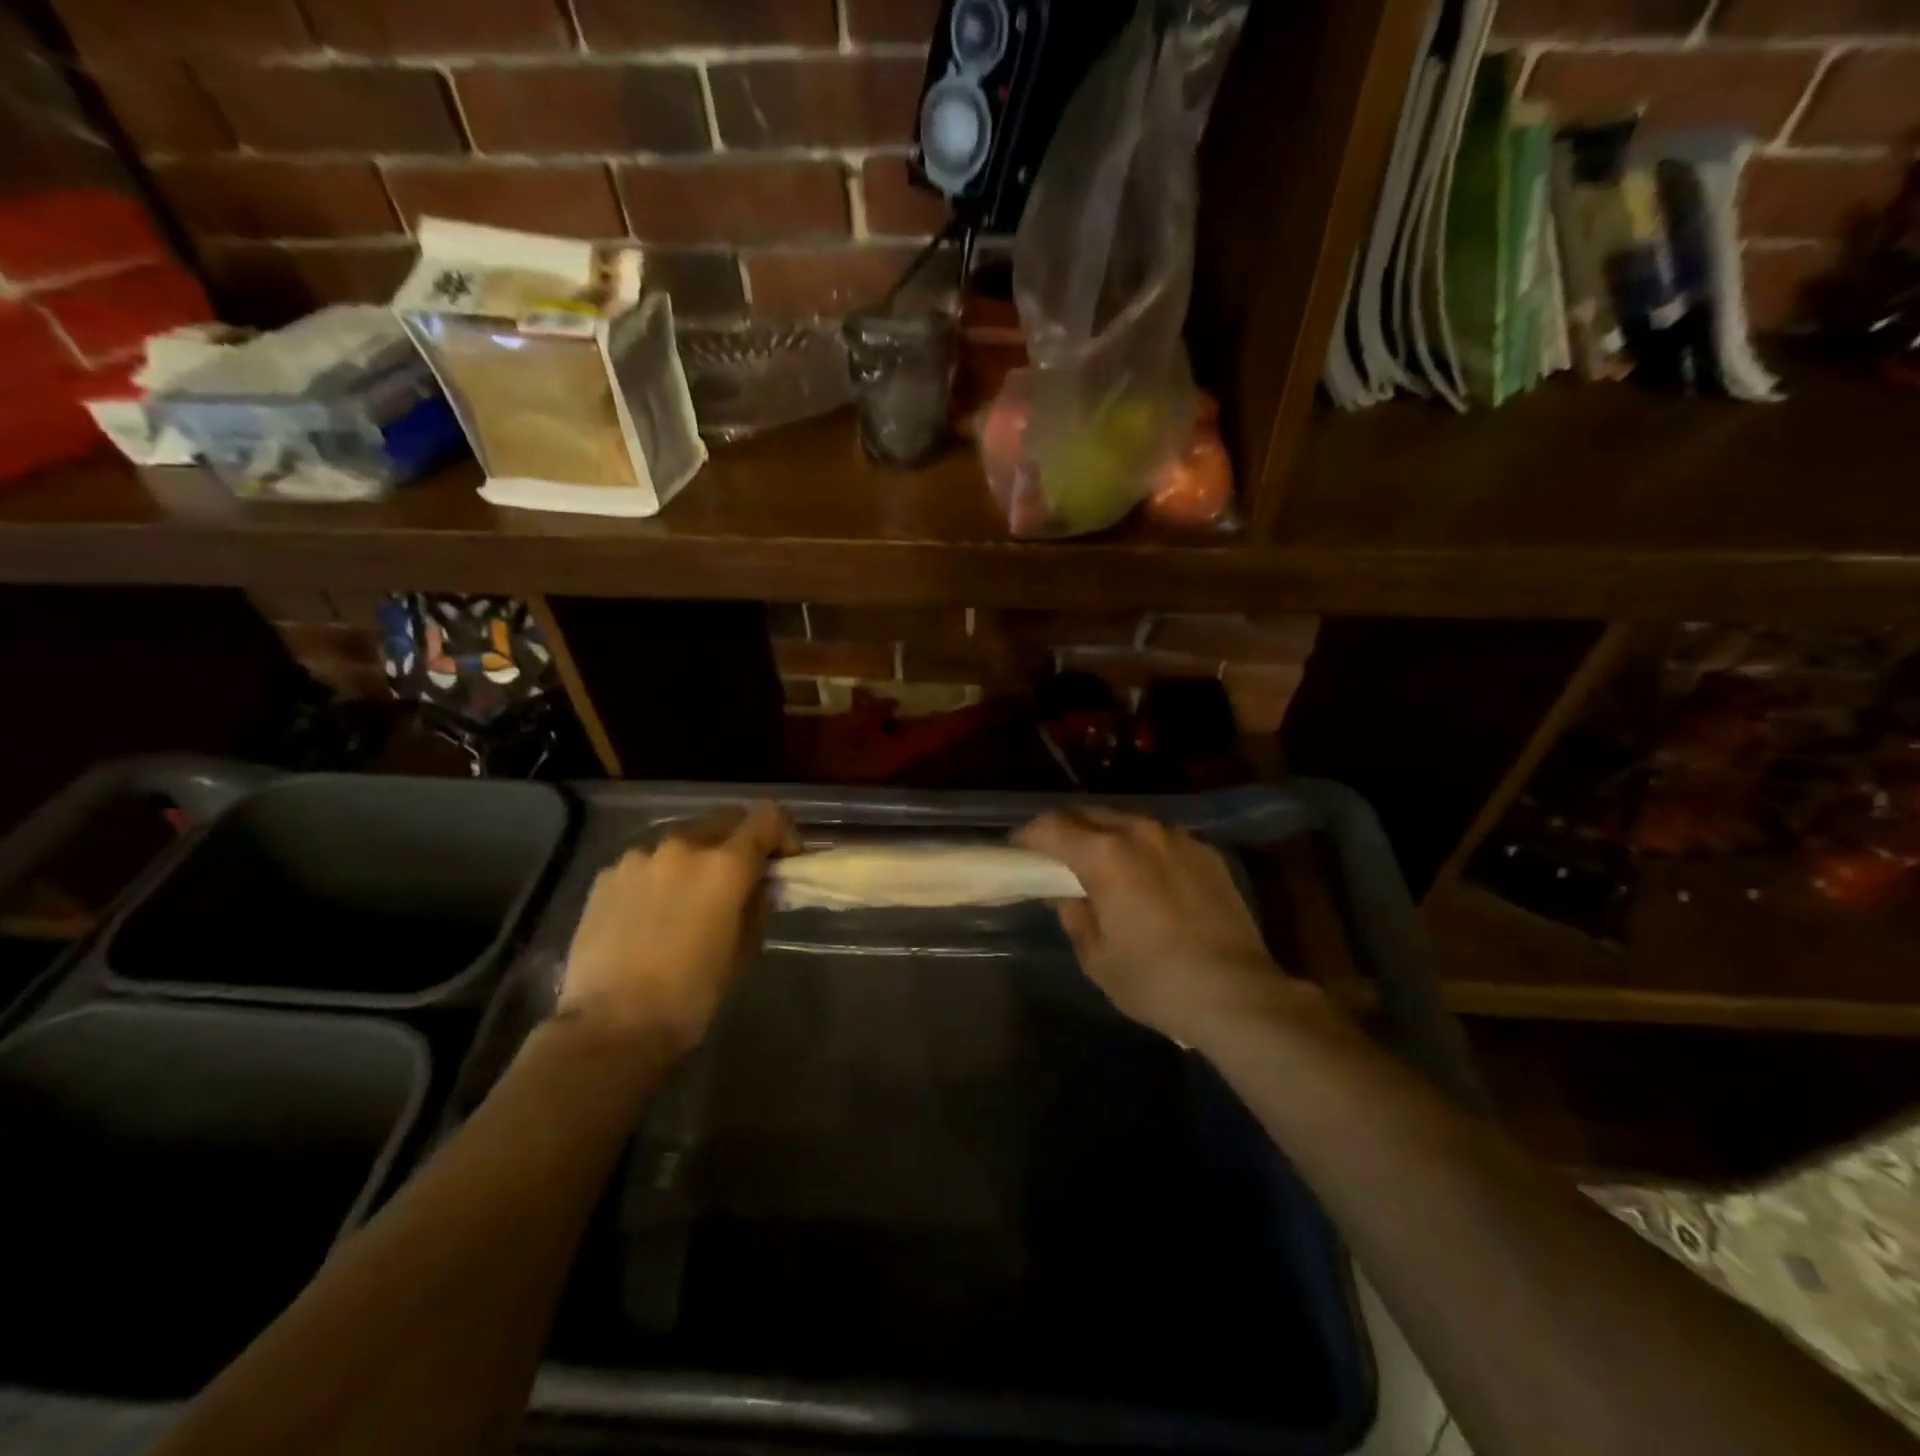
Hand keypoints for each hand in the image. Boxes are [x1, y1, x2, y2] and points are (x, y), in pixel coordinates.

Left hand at [558, 803, 797, 1055]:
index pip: (767, 817)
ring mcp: (639, 858)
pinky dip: (658, 878)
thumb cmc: (692, 994)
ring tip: (686, 903)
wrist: (612, 1027)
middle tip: (737, 882)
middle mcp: (683, 846)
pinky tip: (649, 916)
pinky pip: (646, 864)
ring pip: (681, 843)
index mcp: (725, 864)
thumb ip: (757, 904)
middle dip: (738, 844)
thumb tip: (759, 884)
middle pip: (724, 822)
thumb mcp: (744, 949)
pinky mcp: (606, 876)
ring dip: (694, 862)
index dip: (783, 833)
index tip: (782, 861)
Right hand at [1014, 808, 1299, 1049]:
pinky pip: (1161, 839)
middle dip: (1064, 830)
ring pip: (1127, 822)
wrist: (1237, 994)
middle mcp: (1140, 831)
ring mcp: (1178, 838)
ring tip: (1100, 865)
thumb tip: (1068, 895)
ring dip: (1105, 836)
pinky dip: (1141, 849)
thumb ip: (1074, 916)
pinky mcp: (1207, 853)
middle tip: (1053, 857)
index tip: (1017, 851)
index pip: (1052, 826)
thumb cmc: (1154, 980)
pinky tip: (1145, 878)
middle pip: (1089, 814)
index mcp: (1105, 854)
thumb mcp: (1096, 958)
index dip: (1028, 836)